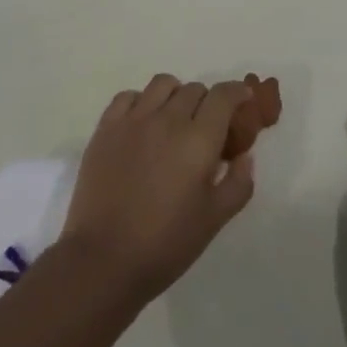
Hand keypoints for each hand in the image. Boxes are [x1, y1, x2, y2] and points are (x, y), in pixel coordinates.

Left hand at [58, 75, 257, 309]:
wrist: (103, 261)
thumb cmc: (165, 244)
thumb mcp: (215, 220)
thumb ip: (239, 183)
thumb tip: (244, 155)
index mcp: (199, 140)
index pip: (224, 95)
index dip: (238, 92)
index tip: (243, 99)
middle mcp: (168, 119)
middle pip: (195, 89)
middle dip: (208, 102)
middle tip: (206, 128)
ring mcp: (134, 120)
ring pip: (163, 84)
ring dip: (176, 95)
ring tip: (174, 119)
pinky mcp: (106, 128)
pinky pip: (128, 96)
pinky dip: (142, 101)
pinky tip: (143, 123)